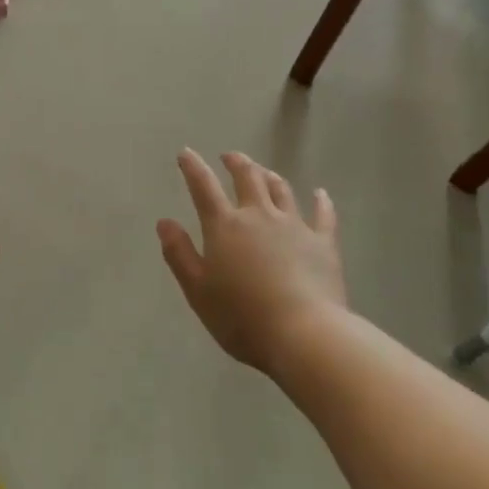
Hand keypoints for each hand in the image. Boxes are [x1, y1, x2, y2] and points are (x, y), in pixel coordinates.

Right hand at [157, 150, 346, 374]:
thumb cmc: (242, 317)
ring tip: (263, 171)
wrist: (304, 334)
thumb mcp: (198, 291)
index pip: (203, 187)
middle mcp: (259, 216)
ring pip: (280, 190)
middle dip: (236, 162)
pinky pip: (323, 215)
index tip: (185, 153)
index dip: (193, 167)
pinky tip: (320, 194)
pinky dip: (321, 201)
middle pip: (247, 177)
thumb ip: (179, 254)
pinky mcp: (323, 243)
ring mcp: (294, 226)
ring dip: (269, 176)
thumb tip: (164, 222)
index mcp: (225, 226)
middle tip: (229, 157)